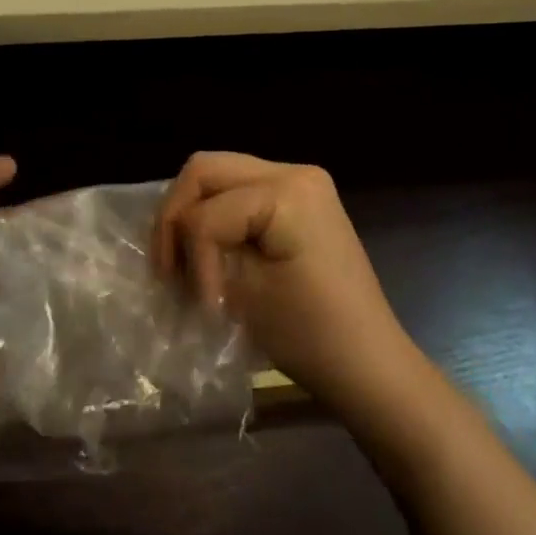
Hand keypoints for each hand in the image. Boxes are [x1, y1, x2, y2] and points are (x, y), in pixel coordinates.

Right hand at [152, 152, 419, 418]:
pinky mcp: (298, 198)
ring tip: (182, 263)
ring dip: (193, 215)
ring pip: (218, 176)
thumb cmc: (312, 336)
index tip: (197, 306)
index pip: (207, 212)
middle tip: (165, 266)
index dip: (190, 258)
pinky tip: (208, 253)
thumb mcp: (245, 294)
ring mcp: (299, 180)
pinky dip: (216, 217)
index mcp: (287, 191)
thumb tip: (173, 247)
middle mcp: (294, 170)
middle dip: (177, 217)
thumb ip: (202, 255)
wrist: (370, 364)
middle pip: (205, 170)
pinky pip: (240, 191)